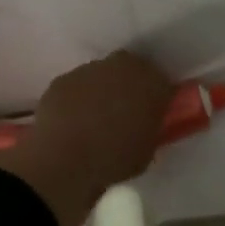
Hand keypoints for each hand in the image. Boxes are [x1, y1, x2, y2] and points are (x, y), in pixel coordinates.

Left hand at [0, 52, 172, 225]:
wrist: (64, 159)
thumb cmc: (115, 159)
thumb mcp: (147, 150)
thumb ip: (149, 129)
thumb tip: (143, 125)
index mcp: (152, 82)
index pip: (162, 84)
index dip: (157, 99)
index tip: (151, 115)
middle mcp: (122, 66)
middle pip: (130, 71)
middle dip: (129, 87)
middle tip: (124, 114)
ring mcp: (88, 70)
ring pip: (101, 76)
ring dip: (100, 92)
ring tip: (93, 122)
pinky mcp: (62, 79)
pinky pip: (75, 88)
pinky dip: (75, 100)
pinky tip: (70, 123)